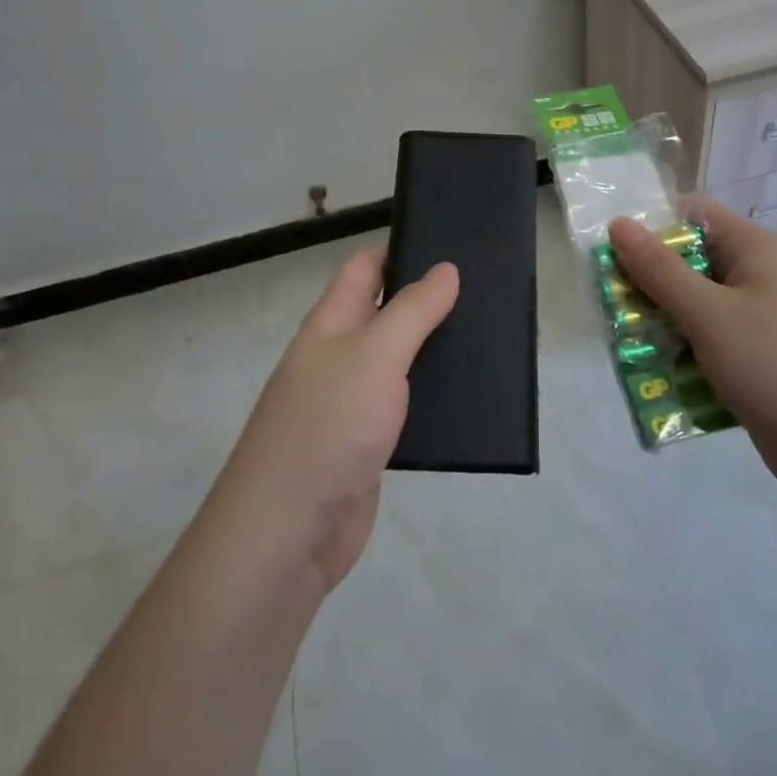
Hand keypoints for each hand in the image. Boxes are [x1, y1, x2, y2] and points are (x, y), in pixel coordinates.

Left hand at [216, 248, 457, 591]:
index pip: (365, 268)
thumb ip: (412, 310)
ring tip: (488, 337)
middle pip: (385, 313)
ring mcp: (351, 403)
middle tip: (485, 289)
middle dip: (427, 300)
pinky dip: (432, 398)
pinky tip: (469, 396)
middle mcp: (338, 356)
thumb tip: (444, 269)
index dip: (401, 250)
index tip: (451, 244)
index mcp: (330, 324)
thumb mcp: (375, 354)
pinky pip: (404, 408)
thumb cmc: (328, 425)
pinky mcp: (368, 446)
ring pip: (399, 362)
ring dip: (434, 351)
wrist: (288, 531)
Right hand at [609, 199, 776, 503]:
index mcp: (755, 250)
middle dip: (647, 282)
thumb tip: (618, 223)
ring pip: (694, 308)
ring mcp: (759, 321)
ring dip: (660, 324)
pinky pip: (708, 344)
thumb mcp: (709, 314)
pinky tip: (655, 377)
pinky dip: (682, 355)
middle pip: (689, 262)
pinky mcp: (756, 361)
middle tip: (608, 304)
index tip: (608, 251)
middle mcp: (758, 277)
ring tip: (624, 345)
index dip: (649, 225)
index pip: (693, 215)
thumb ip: (659, 269)